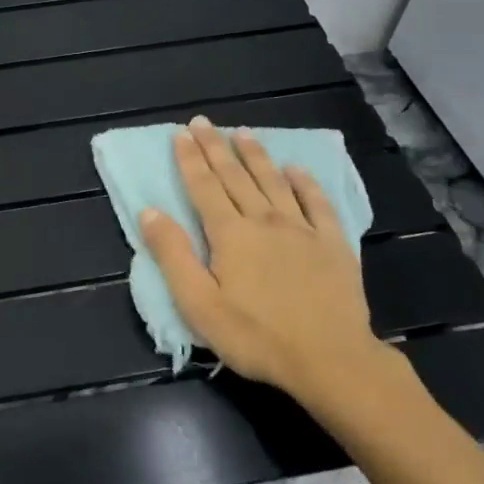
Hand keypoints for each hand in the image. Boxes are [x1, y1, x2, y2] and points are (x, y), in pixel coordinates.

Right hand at [138, 116, 404, 414]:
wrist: (331, 361)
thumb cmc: (256, 336)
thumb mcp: (199, 304)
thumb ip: (173, 254)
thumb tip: (149, 211)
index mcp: (230, 234)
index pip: (204, 186)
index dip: (190, 159)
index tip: (180, 133)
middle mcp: (264, 221)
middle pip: (235, 176)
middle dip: (216, 147)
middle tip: (203, 122)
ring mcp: (302, 230)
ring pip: (273, 182)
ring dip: (255, 155)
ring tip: (243, 132)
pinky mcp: (333, 245)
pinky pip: (317, 204)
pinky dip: (305, 183)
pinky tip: (296, 170)